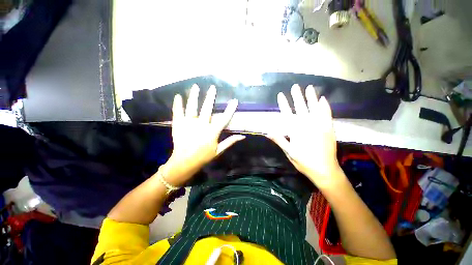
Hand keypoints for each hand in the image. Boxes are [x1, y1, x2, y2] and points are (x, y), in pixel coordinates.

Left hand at [163, 84, 244, 185]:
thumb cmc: (203, 157)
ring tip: (195, 86)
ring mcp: (189, 124)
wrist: (184, 162)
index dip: (230, 109)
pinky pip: (178, 112)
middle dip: (211, 97)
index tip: (234, 101)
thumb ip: (230, 141)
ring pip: (192, 107)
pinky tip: (178, 96)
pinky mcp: (179, 125)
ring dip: (194, 96)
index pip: (224, 118)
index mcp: (212, 132)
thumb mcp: (219, 150)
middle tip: (212, 87)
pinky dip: (178, 104)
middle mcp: (201, 125)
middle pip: (207, 108)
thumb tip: (243, 136)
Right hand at [267, 84, 342, 188]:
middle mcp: (307, 125)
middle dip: (297, 96)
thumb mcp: (288, 152)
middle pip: (300, 108)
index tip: (281, 95)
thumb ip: (279, 140)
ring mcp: (320, 126)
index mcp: (296, 131)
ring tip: (309, 87)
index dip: (283, 104)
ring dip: (311, 97)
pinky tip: (323, 99)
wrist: (324, 169)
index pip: (287, 114)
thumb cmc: (304, 161)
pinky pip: (327, 114)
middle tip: (295, 86)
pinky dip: (324, 106)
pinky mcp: (329, 128)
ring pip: (314, 108)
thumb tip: (267, 132)